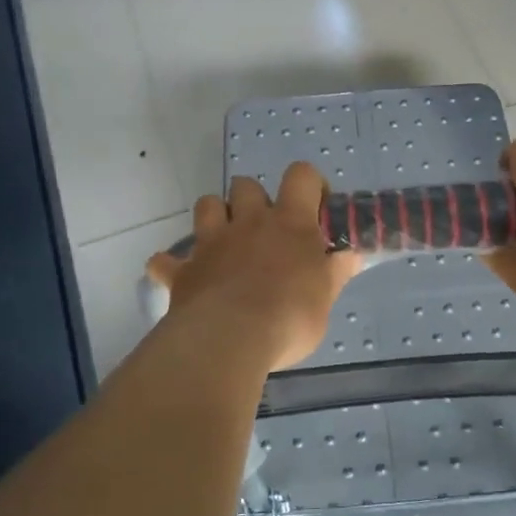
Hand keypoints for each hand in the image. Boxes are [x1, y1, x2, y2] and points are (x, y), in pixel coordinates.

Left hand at [146, 163, 361, 372]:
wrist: (229, 338)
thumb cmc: (289, 317)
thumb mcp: (324, 299)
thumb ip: (335, 273)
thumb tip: (351, 255)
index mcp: (289, 223)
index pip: (300, 176)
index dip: (309, 183)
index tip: (315, 206)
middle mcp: (249, 222)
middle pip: (246, 185)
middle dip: (254, 199)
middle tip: (266, 230)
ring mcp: (211, 243)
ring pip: (207, 204)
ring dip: (215, 216)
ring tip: (225, 242)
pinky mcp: (184, 271)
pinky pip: (165, 262)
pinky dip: (170, 266)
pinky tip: (180, 276)